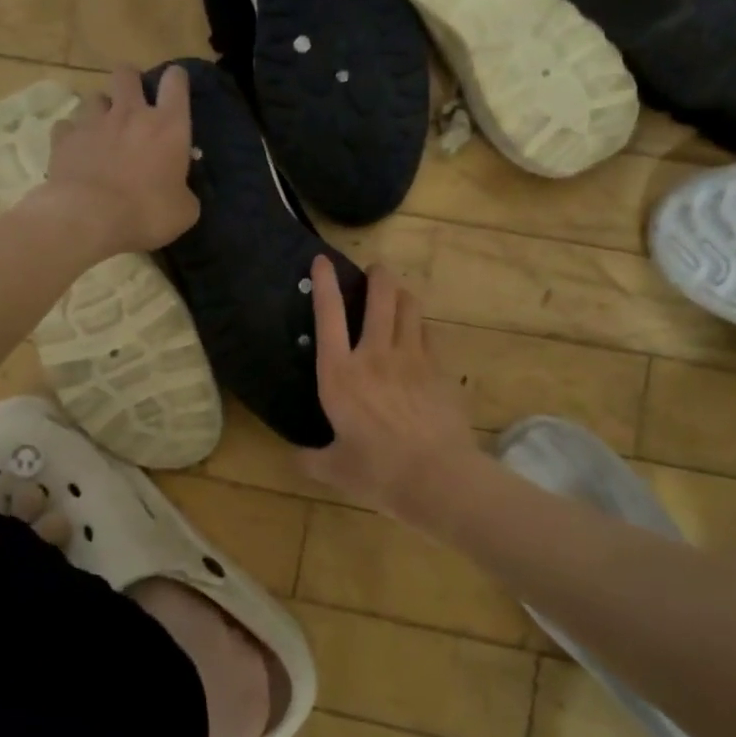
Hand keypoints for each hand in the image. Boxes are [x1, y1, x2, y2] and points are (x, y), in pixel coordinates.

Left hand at [39, 66, 199, 253]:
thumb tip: (181, 191)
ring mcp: (93, 122)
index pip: (176, 82)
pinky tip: (76, 150)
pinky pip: (67, 125)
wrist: (90, 219)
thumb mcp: (184, 211)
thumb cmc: (147, 214)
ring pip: (95, 97)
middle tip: (133, 101)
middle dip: (130, 81)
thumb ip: (185, 192)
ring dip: (100, 109)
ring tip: (102, 129)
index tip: (176, 85)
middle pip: (127, 74)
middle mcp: (130, 113)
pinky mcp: (64, 138)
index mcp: (168, 126)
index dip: (177, 79)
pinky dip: (73, 135)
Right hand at [300, 256, 478, 518]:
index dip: (324, 283)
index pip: (329, 316)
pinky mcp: (439, 369)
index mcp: (340, 375)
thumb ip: (311, 460)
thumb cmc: (378, 471)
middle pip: (380, 297)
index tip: (322, 260)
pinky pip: (429, 334)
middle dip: (377, 276)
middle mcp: (375, 355)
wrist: (437, 476)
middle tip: (375, 270)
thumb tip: (295, 458)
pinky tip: (419, 334)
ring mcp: (412, 358)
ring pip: (410, 308)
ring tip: (397, 295)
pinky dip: (421, 327)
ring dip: (402, 295)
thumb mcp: (334, 470)